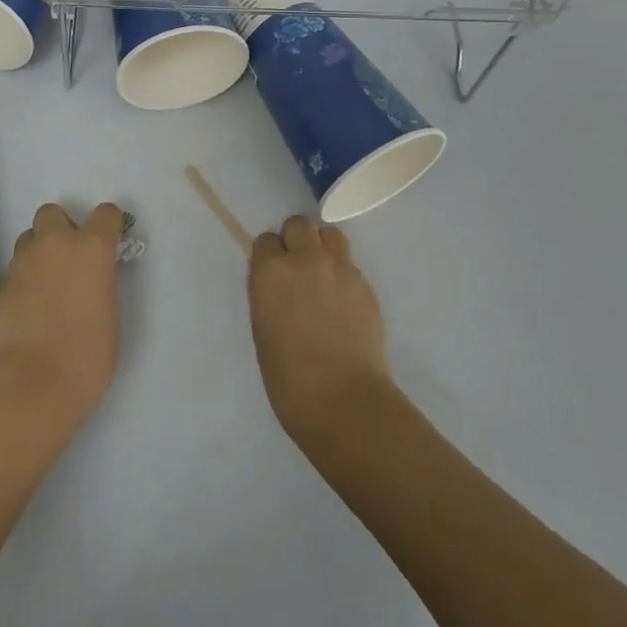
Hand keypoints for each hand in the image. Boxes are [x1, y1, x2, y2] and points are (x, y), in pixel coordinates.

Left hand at [0, 202, 123, 434]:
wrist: (32, 382)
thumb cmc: (87, 355)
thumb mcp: (110, 315)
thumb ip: (101, 285)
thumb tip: (90, 281)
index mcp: (92, 248)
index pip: (106, 214)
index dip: (109, 225)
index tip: (110, 241)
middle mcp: (57, 244)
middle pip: (53, 212)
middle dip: (61, 228)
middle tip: (69, 260)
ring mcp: (24, 261)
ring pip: (29, 238)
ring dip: (39, 251)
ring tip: (45, 285)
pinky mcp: (1, 283)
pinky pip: (16, 268)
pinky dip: (24, 279)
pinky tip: (29, 308)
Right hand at [249, 215, 394, 447]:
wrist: (344, 401)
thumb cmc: (289, 377)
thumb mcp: (262, 329)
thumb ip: (266, 293)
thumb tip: (273, 280)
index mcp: (272, 271)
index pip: (265, 240)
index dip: (268, 257)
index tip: (270, 276)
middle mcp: (306, 259)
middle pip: (298, 225)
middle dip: (294, 241)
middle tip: (295, 269)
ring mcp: (340, 269)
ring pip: (329, 234)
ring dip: (321, 246)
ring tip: (321, 273)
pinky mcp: (365, 284)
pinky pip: (349, 262)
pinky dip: (341, 271)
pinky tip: (341, 300)